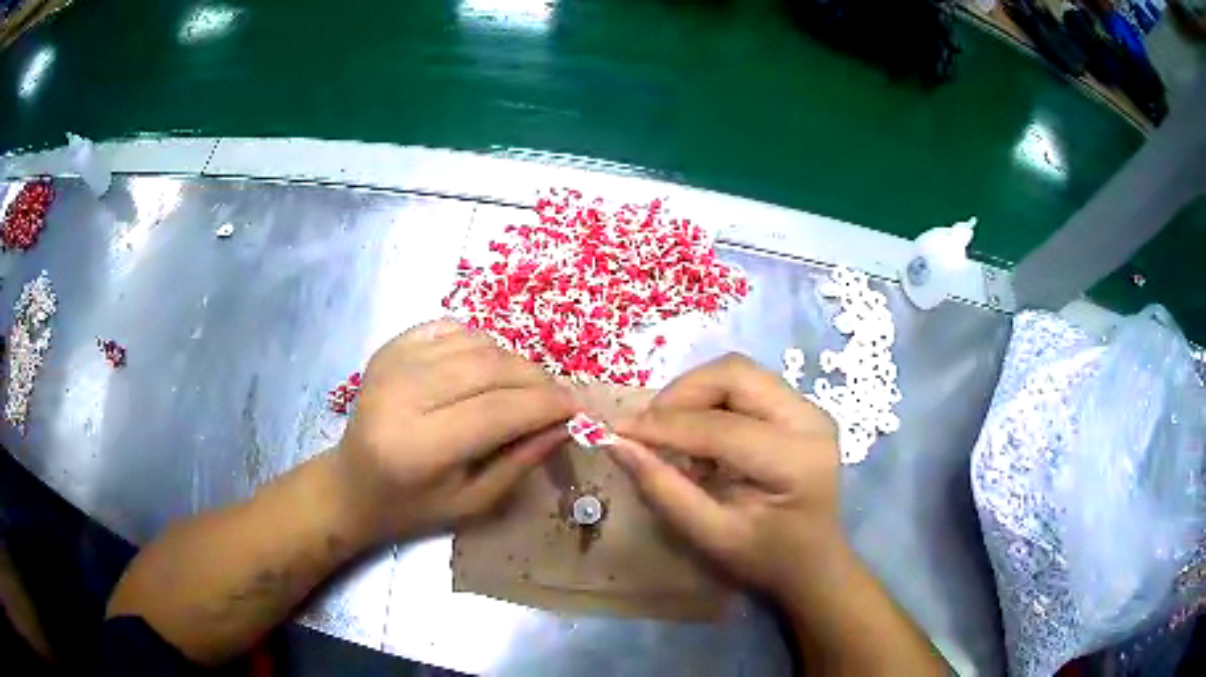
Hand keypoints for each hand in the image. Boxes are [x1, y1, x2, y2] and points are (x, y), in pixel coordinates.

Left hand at [334, 319, 574, 541]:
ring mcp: (392, 363)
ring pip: (476, 343)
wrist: (351, 484)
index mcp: (420, 446)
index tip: (578, 408)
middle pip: (490, 368)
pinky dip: (481, 344)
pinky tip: (486, 369)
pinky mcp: (390, 347)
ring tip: (523, 388)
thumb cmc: (412, 507)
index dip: (546, 405)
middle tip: (557, 398)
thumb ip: (521, 461)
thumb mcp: (472, 503)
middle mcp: (402, 395)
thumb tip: (566, 423)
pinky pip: (452, 329)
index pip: (499, 411)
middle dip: (537, 379)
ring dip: (512, 362)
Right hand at [608, 353, 844, 599]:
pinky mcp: (800, 407)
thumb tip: (617, 443)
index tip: (618, 431)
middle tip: (648, 428)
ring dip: (695, 394)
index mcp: (795, 460)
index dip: (664, 426)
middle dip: (681, 394)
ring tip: (673, 433)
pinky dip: (711, 400)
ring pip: (738, 372)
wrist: (815, 560)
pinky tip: (700, 435)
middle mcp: (810, 420)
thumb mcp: (710, 535)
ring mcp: (809, 408)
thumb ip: (663, 489)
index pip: (721, 426)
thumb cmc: (766, 558)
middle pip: (734, 374)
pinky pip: (745, 384)